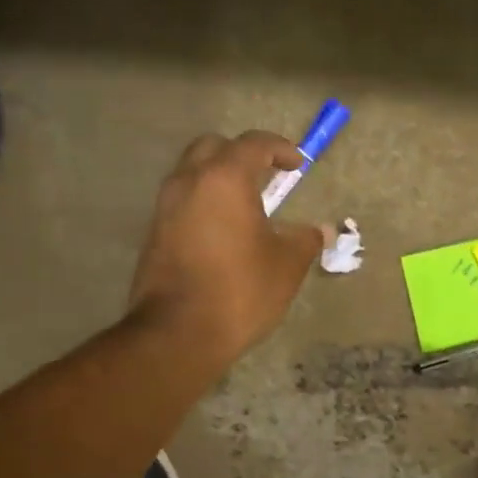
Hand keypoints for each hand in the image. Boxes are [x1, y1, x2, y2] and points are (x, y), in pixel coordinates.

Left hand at [127, 132, 330, 366]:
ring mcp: (165, 207)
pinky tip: (224, 232)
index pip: (254, 144)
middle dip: (242, 155)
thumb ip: (305, 239)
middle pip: (213, 147)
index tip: (298, 165)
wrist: (177, 334)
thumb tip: (322, 231)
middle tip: (267, 177)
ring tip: (247, 207)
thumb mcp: (287, 265)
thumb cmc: (240, 291)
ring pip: (193, 174)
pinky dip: (205, 204)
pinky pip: (183, 202)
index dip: (281, 149)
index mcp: (224, 179)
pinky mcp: (155, 233)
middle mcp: (189, 182)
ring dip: (220, 179)